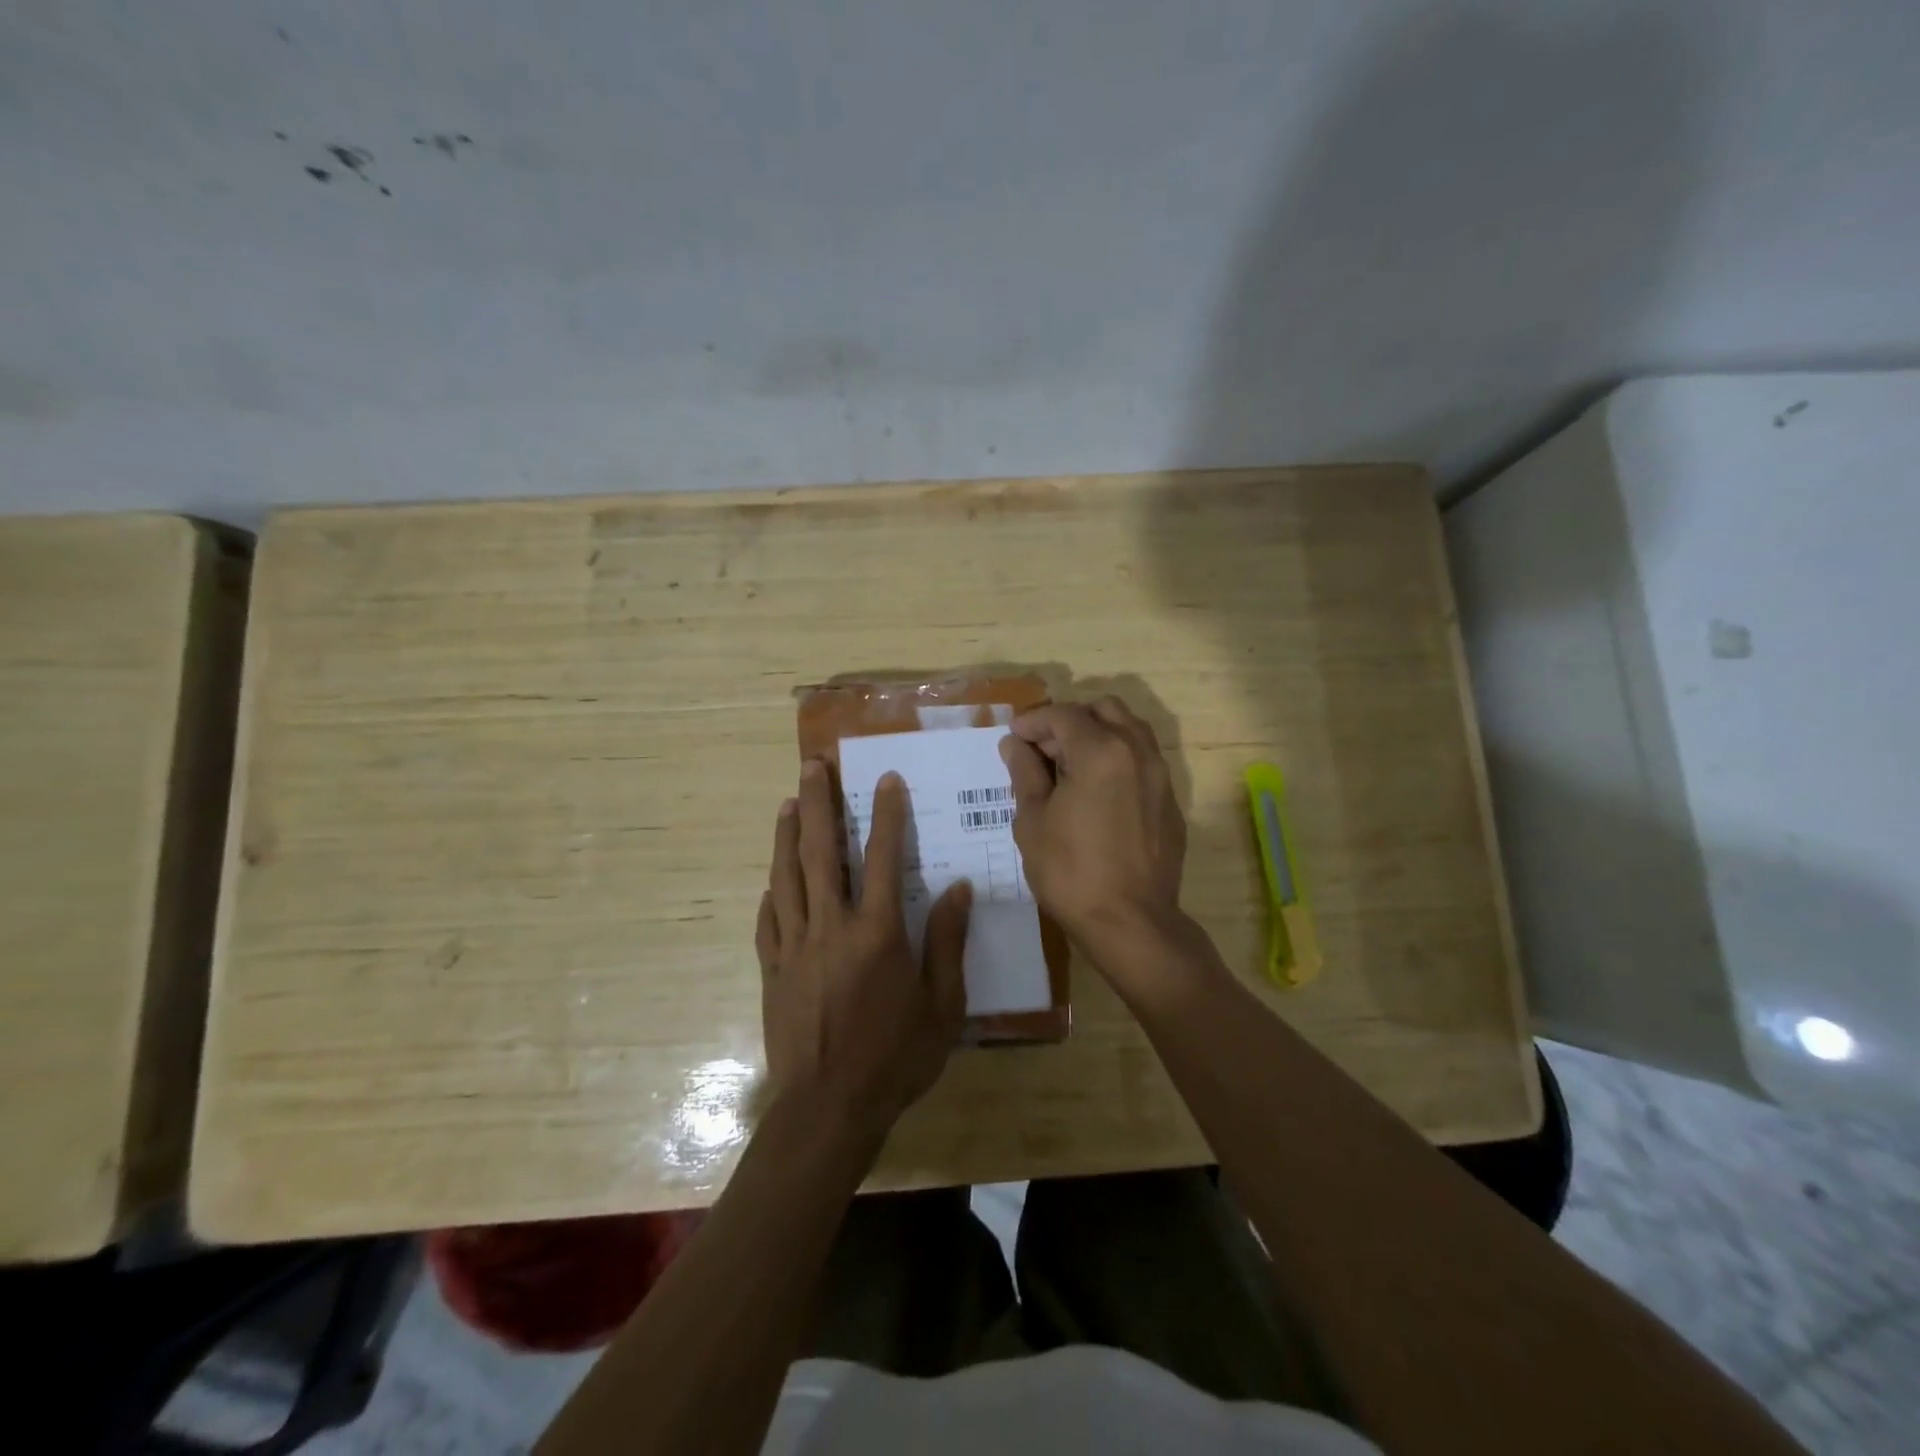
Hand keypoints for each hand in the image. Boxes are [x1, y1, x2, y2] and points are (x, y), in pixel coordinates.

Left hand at [756, 760, 970, 1137]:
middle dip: (818, 804)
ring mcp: (795, 946)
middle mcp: (831, 926)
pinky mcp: (772, 970)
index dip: (886, 814)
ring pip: (786, 877)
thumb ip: (947, 941)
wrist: (829, 1108)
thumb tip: (959, 888)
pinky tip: (771, 882)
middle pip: (821, 852)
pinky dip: (771, 894)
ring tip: (787, 803)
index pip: (882, 857)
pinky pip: (768, 922)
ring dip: (786, 836)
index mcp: (877, 932)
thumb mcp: (942, 1004)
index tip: (886, 779)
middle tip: (812, 766)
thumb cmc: (895, 1057)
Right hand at [1000, 697, 1187, 954]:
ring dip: (1097, 734)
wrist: (1131, 922)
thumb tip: (1015, 744)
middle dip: (1069, 720)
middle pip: (1104, 709)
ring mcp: (1160, 776)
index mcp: (1101, 751)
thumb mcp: (1033, 821)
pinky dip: (1117, 759)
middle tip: (1043, 749)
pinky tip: (1097, 793)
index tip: (1014, 738)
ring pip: (1130, 730)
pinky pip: (1143, 761)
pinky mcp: (1170, 802)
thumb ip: (1025, 773)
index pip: (1063, 715)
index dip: (1033, 721)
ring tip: (1069, 766)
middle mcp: (1137, 751)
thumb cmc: (1071, 872)